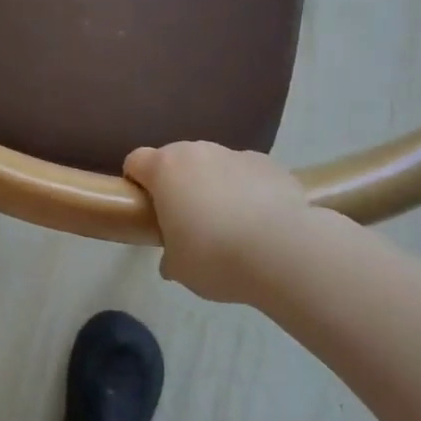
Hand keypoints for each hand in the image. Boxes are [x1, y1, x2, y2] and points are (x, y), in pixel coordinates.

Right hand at [124, 142, 311, 302]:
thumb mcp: (180, 268)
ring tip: (231, 224)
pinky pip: (248, 174)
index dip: (136, 182)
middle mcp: (197, 152)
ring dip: (214, 185)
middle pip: (176, 160)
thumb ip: (170, 257)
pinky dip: (248, 190)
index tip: (145, 208)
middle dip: (178, 184)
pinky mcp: (269, 164)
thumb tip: (171, 261)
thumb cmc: (215, 257)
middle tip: (188, 221)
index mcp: (165, 169)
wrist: (285, 251)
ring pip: (214, 165)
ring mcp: (235, 154)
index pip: (136, 161)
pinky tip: (261, 222)